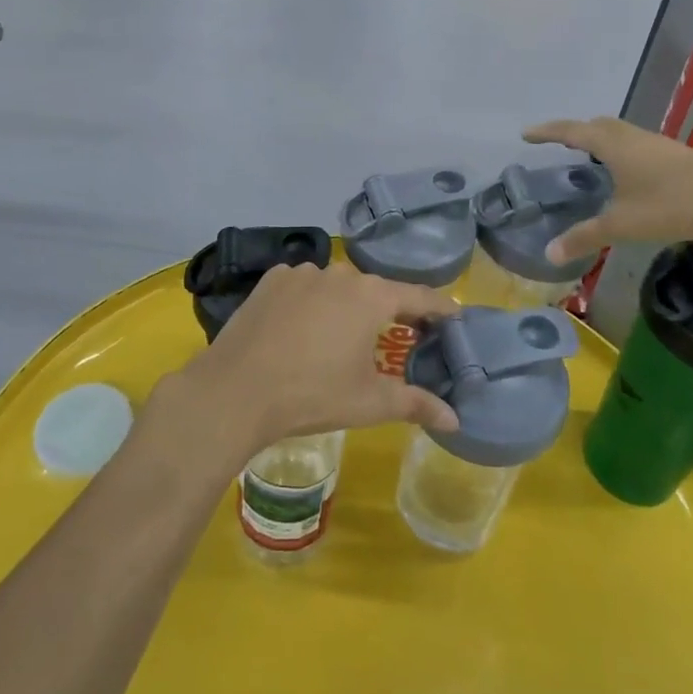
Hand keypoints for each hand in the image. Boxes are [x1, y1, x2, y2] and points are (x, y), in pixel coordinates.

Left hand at [171, 264, 459, 457]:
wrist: (236, 390)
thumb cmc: (312, 395)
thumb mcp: (369, 402)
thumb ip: (416, 404)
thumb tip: (455, 421)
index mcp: (371, 297)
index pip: (418, 296)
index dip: (439, 308)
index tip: (454, 315)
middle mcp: (339, 274)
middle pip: (375, 291)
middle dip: (389, 311)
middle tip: (398, 336)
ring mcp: (302, 272)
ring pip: (336, 287)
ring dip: (344, 306)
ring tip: (340, 337)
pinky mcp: (271, 280)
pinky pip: (303, 287)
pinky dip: (310, 303)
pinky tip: (300, 330)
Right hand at [522, 116, 692, 258]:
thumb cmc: (671, 204)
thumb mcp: (621, 224)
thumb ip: (584, 237)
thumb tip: (549, 253)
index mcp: (613, 145)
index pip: (571, 131)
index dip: (547, 132)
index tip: (526, 134)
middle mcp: (633, 137)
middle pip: (597, 125)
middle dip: (574, 131)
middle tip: (557, 143)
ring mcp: (657, 144)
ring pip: (619, 134)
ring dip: (599, 140)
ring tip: (588, 157)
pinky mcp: (676, 156)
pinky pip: (636, 145)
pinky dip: (620, 152)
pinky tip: (626, 174)